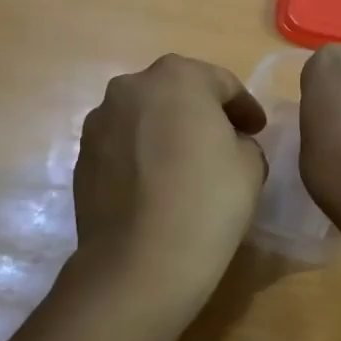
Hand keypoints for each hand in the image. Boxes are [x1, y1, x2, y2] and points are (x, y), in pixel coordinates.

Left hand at [74, 55, 267, 302]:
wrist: (140, 262)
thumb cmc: (207, 202)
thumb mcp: (251, 164)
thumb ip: (242, 140)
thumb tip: (225, 146)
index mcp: (178, 78)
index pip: (223, 83)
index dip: (245, 107)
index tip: (258, 130)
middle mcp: (130, 88)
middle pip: (177, 92)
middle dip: (202, 112)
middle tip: (225, 141)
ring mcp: (99, 123)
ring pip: (145, 118)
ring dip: (167, 132)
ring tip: (187, 165)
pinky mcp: (82, 159)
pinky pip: (124, 146)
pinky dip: (143, 155)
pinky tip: (159, 185)